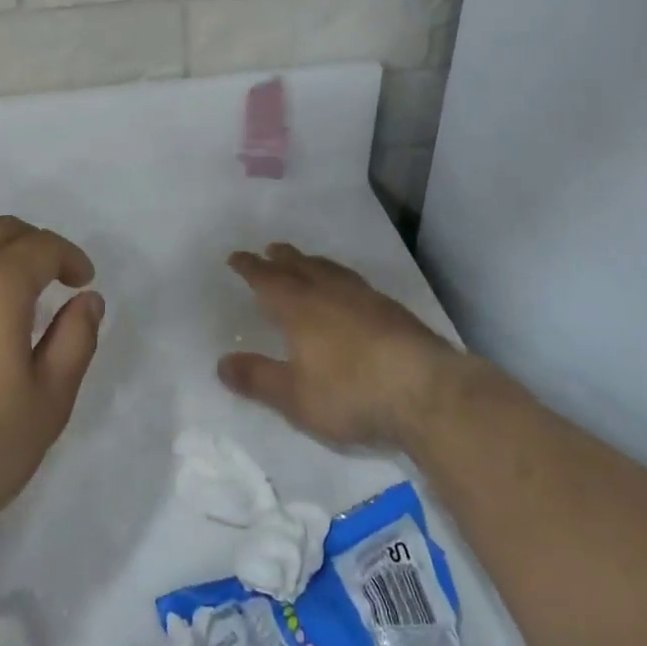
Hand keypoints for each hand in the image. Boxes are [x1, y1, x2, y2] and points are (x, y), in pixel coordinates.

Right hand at [218, 243, 466, 448]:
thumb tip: (222, 362)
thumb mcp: (294, 396)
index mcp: (300, 308)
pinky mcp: (393, 310)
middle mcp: (330, 293)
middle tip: (271, 249)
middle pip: (301, 266)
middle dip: (282, 258)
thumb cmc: (350, 393)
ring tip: (307, 261)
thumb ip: (258, 378)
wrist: (424, 390)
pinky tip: (350, 291)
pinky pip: (356, 283)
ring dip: (314, 263)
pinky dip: (342, 278)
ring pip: (332, 270)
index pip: (268, 280)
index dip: (250, 268)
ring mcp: (365, 298)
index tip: (236, 257)